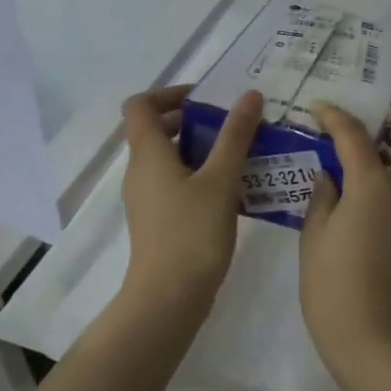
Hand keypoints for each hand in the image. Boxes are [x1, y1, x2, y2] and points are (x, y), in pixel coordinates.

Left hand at [120, 85, 262, 313]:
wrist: (169, 297)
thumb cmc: (192, 232)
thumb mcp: (221, 179)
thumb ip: (235, 135)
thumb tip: (250, 95)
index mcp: (148, 154)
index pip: (141, 105)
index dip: (169, 93)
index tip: (206, 98)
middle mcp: (141, 172)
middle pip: (157, 130)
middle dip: (195, 120)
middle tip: (234, 123)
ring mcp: (148, 198)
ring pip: (170, 158)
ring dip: (202, 148)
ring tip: (243, 152)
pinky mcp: (159, 220)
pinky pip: (177, 183)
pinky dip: (201, 175)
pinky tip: (235, 187)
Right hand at [300, 103, 390, 379]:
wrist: (375, 337)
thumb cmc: (334, 287)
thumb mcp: (314, 236)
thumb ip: (323, 195)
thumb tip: (331, 174)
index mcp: (374, 185)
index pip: (356, 134)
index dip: (336, 116)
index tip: (320, 110)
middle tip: (373, 126)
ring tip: (374, 152)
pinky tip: (375, 184)